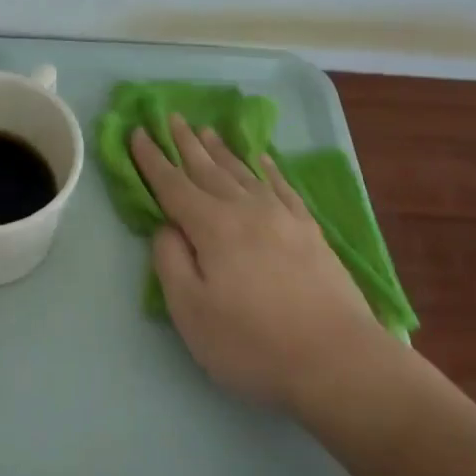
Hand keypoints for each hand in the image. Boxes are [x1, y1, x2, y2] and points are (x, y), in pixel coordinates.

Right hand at [130, 116, 404, 413]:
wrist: (336, 359)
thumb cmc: (252, 343)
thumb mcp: (191, 312)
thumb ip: (171, 262)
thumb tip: (167, 227)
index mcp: (213, 227)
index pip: (173, 185)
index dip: (152, 159)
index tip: (138, 132)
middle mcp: (247, 210)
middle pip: (209, 169)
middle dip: (186, 143)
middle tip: (172, 117)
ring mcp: (283, 217)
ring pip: (244, 172)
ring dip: (222, 150)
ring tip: (207, 130)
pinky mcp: (310, 230)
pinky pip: (281, 186)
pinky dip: (266, 168)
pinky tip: (261, 159)